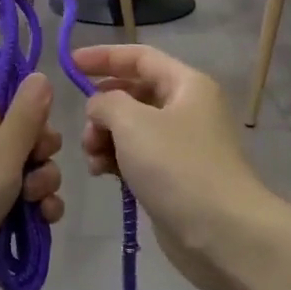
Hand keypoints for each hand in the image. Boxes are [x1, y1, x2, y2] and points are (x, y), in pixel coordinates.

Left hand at [0, 73, 64, 289]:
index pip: (15, 93)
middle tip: (33, 164)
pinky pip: (33, 202)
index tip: (38, 124)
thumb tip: (41, 74)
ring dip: (45, 185)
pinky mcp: (1, 211)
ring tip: (32, 202)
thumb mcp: (2, 149)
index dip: (34, 107)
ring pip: (37, 170)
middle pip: (34, 134)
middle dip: (45, 153)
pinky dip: (41, 209)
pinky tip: (43, 220)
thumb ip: (28, 114)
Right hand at [74, 45, 277, 289]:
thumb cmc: (177, 166)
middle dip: (102, 108)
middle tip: (86, 130)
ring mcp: (181, 145)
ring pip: (131, 128)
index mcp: (186, 85)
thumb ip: (106, 102)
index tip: (69, 64)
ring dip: (105, 138)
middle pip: (133, 93)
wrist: (221, 232)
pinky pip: (136, 156)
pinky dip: (116, 160)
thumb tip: (99, 107)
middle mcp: (187, 108)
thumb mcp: (132, 123)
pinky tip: (102, 174)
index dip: (104, 56)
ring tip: (94, 158)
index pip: (139, 57)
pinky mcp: (173, 176)